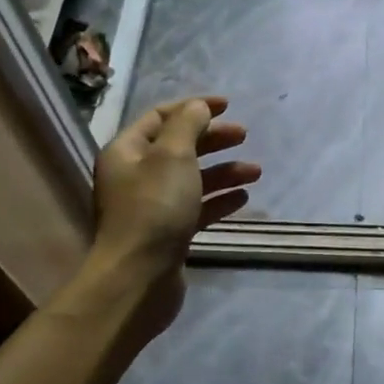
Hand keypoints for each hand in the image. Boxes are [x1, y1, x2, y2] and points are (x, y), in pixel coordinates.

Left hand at [89, 97, 258, 334]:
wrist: (139, 278)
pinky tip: (242, 199)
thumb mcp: (173, 156)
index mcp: (128, 151)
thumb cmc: (154, 209)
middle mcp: (135, 176)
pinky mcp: (167, 234)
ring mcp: (151, 207)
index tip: (228, 105)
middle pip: (178, 147)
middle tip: (244, 136)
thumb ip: (188, 125)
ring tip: (255, 172)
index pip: (161, 116)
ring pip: (191, 179)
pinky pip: (196, 208)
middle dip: (212, 139)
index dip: (194, 107)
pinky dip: (218, 200)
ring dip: (223, 171)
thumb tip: (198, 107)